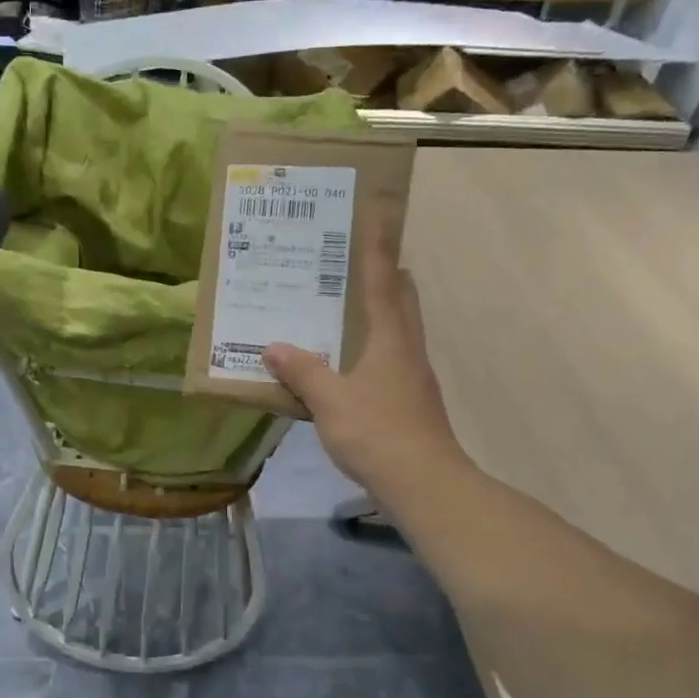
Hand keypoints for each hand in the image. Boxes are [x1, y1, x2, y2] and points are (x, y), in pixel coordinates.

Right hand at [263, 219, 466, 506]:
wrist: (425, 484)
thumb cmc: (378, 433)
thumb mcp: (330, 400)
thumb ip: (302, 371)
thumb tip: (273, 346)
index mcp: (391, 337)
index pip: (384, 280)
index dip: (378, 246)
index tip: (377, 213)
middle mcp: (406, 348)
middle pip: (401, 298)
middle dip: (385, 272)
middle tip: (353, 257)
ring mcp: (412, 375)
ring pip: (397, 328)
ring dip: (378, 309)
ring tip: (341, 303)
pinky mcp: (409, 400)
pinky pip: (388, 357)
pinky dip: (369, 345)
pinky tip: (345, 360)